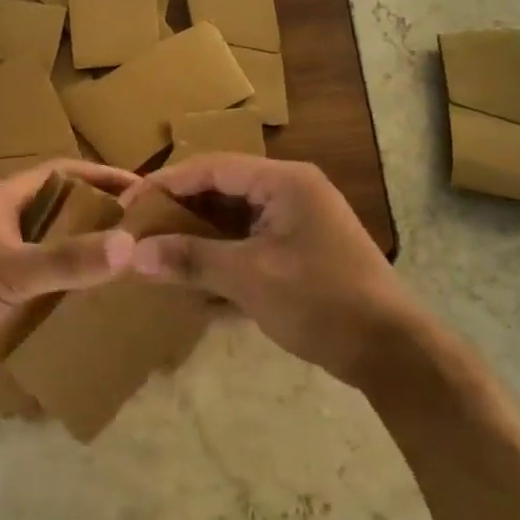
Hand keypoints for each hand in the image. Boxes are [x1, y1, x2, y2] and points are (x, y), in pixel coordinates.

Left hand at [0, 160, 137, 354]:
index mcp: (4, 198)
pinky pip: (15, 270)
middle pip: (50, 205)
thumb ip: (66, 261)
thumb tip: (129, 244)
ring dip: (65, 249)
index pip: (64, 171)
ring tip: (103, 271)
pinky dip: (40, 279)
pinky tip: (56, 305)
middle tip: (130, 236)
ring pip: (32, 240)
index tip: (141, 191)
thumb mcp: (9, 271)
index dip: (103, 177)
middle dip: (90, 216)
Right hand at [124, 155, 417, 387]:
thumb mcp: (250, 278)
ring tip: (156, 249)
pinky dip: (220, 253)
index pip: (211, 167)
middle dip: (179, 209)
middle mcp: (291, 191)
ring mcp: (298, 221)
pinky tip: (192, 274)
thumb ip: (191, 259)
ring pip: (233, 217)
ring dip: (197, 234)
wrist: (392, 351)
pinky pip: (248, 241)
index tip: (127, 205)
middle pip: (221, 189)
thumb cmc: (321, 301)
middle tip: (137, 228)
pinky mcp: (300, 250)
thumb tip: (133, 254)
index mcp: (284, 181)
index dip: (166, 183)